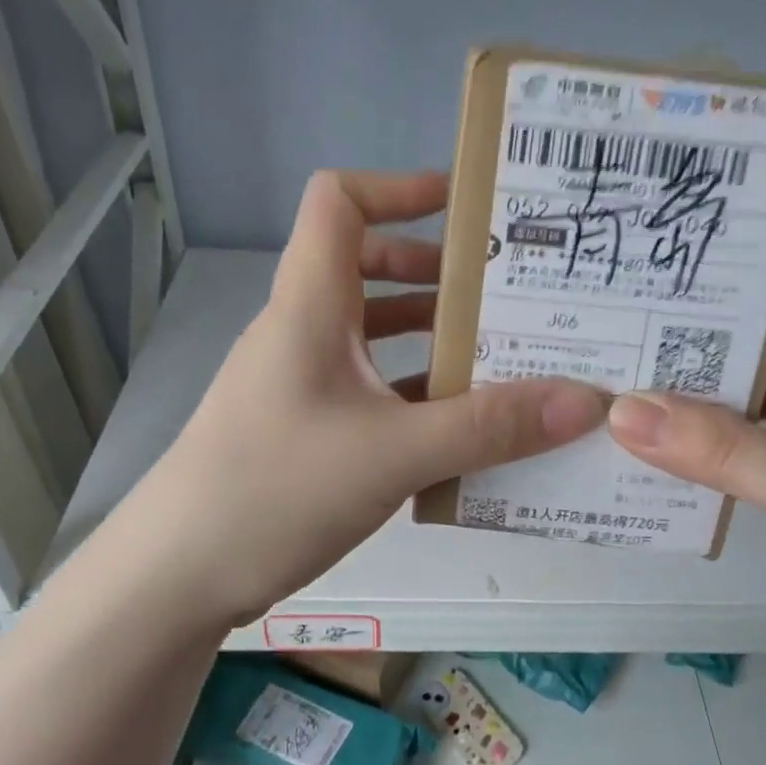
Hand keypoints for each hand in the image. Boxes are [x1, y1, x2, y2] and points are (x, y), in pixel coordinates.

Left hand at [133, 170, 606, 626]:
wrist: (178, 577)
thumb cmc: (275, 489)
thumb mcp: (393, 454)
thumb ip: (489, 428)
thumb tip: (586, 401)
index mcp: (310, 306)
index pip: (341, 201)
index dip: (401, 188)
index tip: (467, 210)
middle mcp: (303, 331)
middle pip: (369, 268)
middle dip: (439, 275)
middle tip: (508, 295)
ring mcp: (301, 382)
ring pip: (374, 336)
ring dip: (433, 339)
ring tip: (505, 358)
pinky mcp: (305, 428)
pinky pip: (371, 391)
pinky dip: (416, 396)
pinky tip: (464, 428)